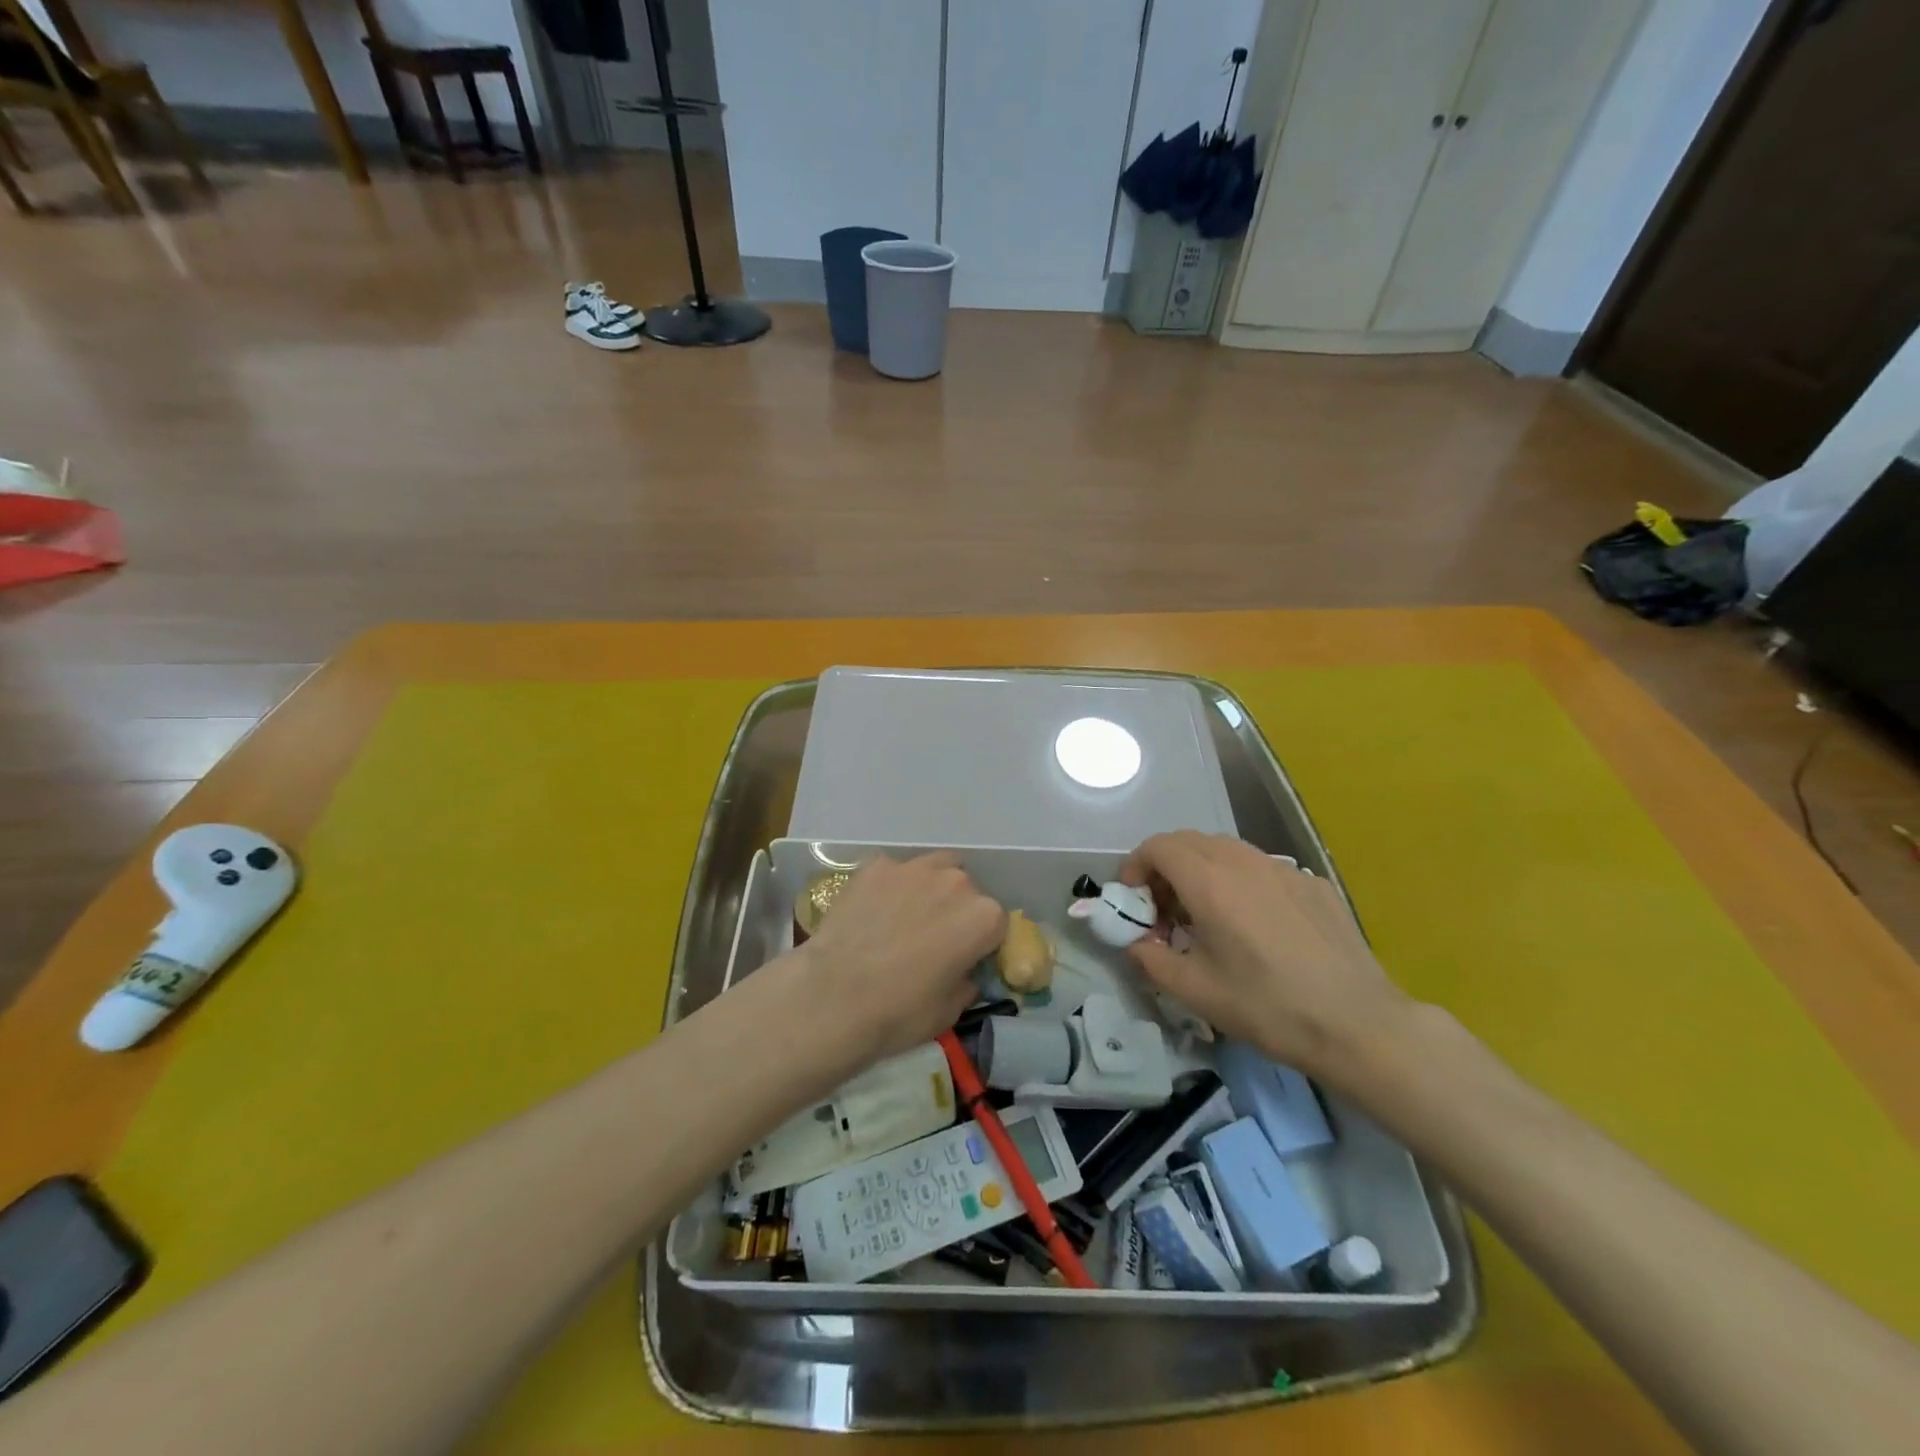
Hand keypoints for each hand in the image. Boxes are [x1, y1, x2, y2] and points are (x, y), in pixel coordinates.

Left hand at [798, 852, 1005, 1062]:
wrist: (832, 996)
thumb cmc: (899, 1012)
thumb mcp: (950, 1011)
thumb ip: (966, 981)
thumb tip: (963, 971)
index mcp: (983, 917)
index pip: (997, 924)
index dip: (982, 943)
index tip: (965, 960)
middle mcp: (956, 882)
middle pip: (967, 891)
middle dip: (956, 911)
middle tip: (933, 939)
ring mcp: (913, 868)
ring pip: (935, 869)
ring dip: (930, 889)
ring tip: (907, 917)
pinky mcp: (876, 866)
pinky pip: (895, 872)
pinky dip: (892, 887)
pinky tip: (873, 912)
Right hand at [1120, 832, 1412, 1078]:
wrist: (1358, 1024)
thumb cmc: (1268, 1007)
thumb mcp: (1196, 992)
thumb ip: (1152, 960)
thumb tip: (1138, 944)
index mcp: (1210, 882)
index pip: (1158, 846)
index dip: (1136, 866)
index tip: (1135, 900)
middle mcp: (1244, 862)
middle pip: (1190, 841)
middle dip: (1166, 867)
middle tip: (1165, 910)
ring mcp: (1284, 869)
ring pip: (1228, 851)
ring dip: (1203, 871)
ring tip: (1207, 916)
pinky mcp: (1314, 884)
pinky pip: (1263, 869)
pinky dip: (1241, 883)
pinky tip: (1257, 926)